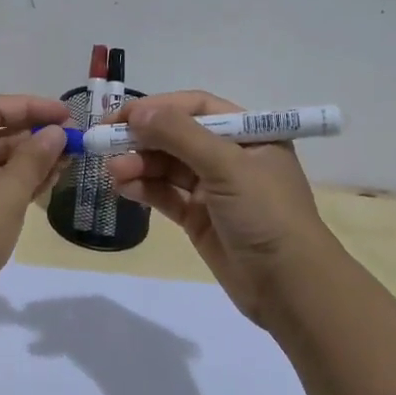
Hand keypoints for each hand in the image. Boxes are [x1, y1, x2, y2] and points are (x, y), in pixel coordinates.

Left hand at [0, 94, 70, 305]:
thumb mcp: (7, 192)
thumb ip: (34, 158)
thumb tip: (54, 132)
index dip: (32, 107)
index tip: (67, 116)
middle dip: (33, 137)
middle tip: (72, 145)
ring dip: (28, 163)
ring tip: (66, 166)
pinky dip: (14, 186)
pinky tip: (43, 190)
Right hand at [106, 90, 339, 328]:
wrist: (290, 287)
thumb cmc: (266, 214)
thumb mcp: (227, 166)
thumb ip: (180, 135)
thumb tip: (137, 111)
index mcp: (249, 134)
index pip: (197, 107)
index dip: (159, 108)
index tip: (122, 115)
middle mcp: (231, 157)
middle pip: (177, 136)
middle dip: (142, 139)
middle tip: (105, 143)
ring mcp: (214, 189)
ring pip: (167, 167)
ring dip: (139, 164)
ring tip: (113, 171)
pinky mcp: (200, 218)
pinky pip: (166, 195)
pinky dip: (144, 189)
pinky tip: (123, 187)